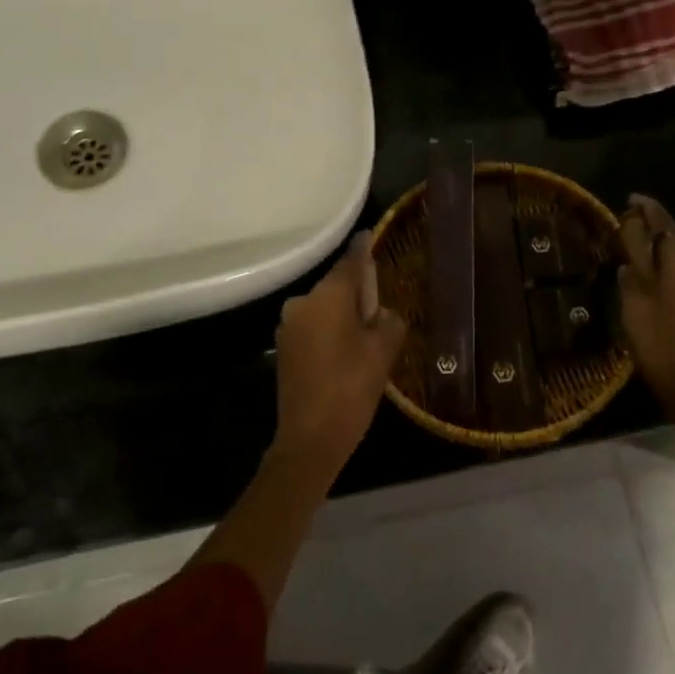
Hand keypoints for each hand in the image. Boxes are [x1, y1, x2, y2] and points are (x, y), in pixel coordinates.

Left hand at [271, 231, 406, 478]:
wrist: (310, 438)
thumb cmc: (351, 389)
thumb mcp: (383, 352)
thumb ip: (389, 321)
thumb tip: (382, 315)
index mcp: (327, 297)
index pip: (350, 263)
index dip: (363, 250)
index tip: (369, 235)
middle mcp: (302, 303)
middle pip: (337, 287)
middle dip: (359, 295)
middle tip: (382, 315)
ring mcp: (289, 326)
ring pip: (325, 309)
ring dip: (345, 316)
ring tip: (367, 342)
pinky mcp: (285, 348)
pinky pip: (314, 327)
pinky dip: (331, 332)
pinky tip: (347, 355)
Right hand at [617, 195, 674, 437]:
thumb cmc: (665, 350)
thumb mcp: (636, 312)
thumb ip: (632, 279)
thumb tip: (630, 260)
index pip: (663, 224)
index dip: (647, 210)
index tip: (632, 199)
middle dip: (652, 238)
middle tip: (626, 237)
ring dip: (663, 262)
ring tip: (637, 268)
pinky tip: (658, 292)